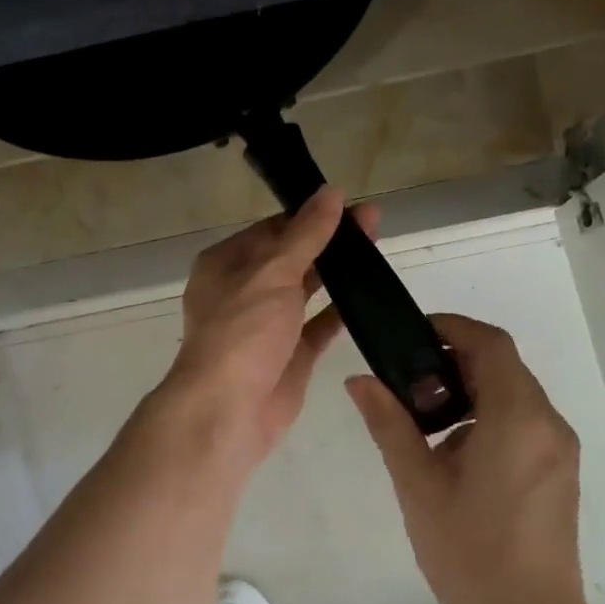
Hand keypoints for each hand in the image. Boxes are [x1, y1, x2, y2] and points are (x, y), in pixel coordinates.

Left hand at [164, 186, 377, 462]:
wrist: (228, 411)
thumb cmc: (242, 332)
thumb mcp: (273, 273)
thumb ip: (306, 234)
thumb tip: (331, 193)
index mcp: (226, 264)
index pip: (272, 229)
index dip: (309, 214)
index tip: (349, 203)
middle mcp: (244, 290)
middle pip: (292, 256)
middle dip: (329, 240)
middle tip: (374, 223)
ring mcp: (266, 325)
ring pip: (307, 289)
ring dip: (338, 273)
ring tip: (378, 251)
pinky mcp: (289, 355)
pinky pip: (318, 326)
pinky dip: (341, 312)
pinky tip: (371, 297)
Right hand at [346, 314, 600, 603]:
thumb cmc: (471, 554)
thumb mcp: (419, 486)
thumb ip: (389, 424)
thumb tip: (359, 381)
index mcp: (517, 418)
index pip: (490, 343)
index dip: (451, 327)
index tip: (411, 336)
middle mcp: (548, 423)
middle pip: (502, 366)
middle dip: (454, 361)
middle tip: (407, 382)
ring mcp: (560, 450)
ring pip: (513, 394)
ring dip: (470, 391)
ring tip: (425, 423)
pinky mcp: (561, 473)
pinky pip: (524, 422)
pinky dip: (489, 417)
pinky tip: (456, 455)